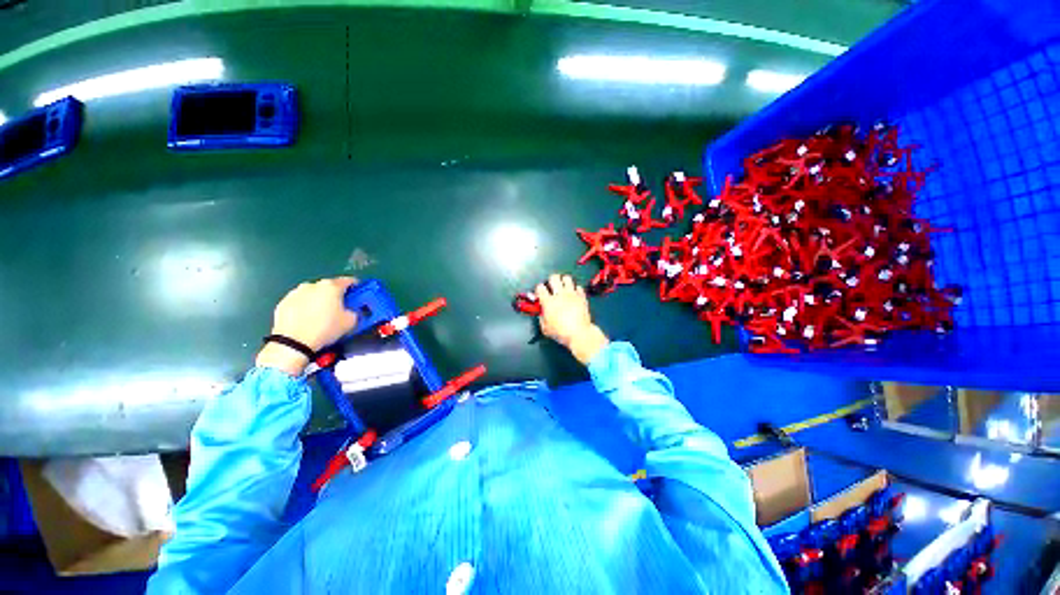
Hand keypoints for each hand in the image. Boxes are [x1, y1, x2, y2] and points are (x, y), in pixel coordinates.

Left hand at [256, 277, 359, 375]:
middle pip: (329, 286)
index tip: (358, 293)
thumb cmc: (325, 329)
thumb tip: (350, 311)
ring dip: (319, 299)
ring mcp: (296, 293)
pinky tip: (307, 318)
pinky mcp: (283, 302)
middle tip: (340, 307)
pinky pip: (300, 301)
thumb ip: (354, 311)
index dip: (356, 286)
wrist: (293, 343)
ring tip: (321, 314)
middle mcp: (313, 285)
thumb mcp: (351, 321)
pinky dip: (305, 306)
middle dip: (336, 294)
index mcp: (331, 286)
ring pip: (313, 293)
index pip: (349, 280)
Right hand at [535, 274, 608, 364]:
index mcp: (548, 302)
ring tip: (564, 288)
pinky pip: (578, 286)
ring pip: (567, 278)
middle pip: (554, 278)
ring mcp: (572, 294)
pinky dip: (575, 289)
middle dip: (551, 281)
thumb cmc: (560, 332)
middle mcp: (559, 294)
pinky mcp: (581, 296)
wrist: (579, 333)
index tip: (540, 294)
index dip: (539, 289)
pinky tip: (574, 295)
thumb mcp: (545, 328)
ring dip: (564, 281)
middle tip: (553, 287)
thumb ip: (542, 317)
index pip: (540, 287)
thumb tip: (542, 312)